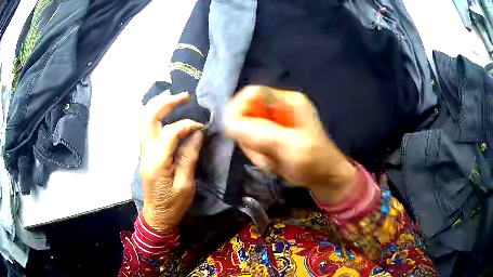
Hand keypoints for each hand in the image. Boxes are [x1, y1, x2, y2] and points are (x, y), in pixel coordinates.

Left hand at [140, 92, 203, 233]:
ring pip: (144, 120)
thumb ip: (189, 156)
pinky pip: (146, 128)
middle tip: (184, 96)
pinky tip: (163, 111)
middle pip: (149, 118)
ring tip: (173, 97)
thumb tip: (196, 133)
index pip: (170, 133)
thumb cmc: (173, 205)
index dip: (187, 125)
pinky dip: (153, 115)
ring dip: (157, 105)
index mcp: (158, 162)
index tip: (201, 127)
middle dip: (166, 103)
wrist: (157, 216)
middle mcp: (146, 152)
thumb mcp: (186, 184)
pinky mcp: (145, 153)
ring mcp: (143, 151)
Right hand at [224, 86, 356, 203]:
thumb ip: (262, 135)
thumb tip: (229, 124)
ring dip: (254, 149)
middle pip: (246, 113)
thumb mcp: (291, 147)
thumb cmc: (315, 161)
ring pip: (246, 130)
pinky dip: (257, 155)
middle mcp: (278, 108)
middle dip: (249, 136)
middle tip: (262, 153)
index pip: (253, 93)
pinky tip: (271, 163)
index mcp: (288, 101)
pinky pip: (251, 142)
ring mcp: (274, 123)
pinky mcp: (270, 136)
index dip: (238, 108)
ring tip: (271, 160)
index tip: (232, 130)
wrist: (324, 178)